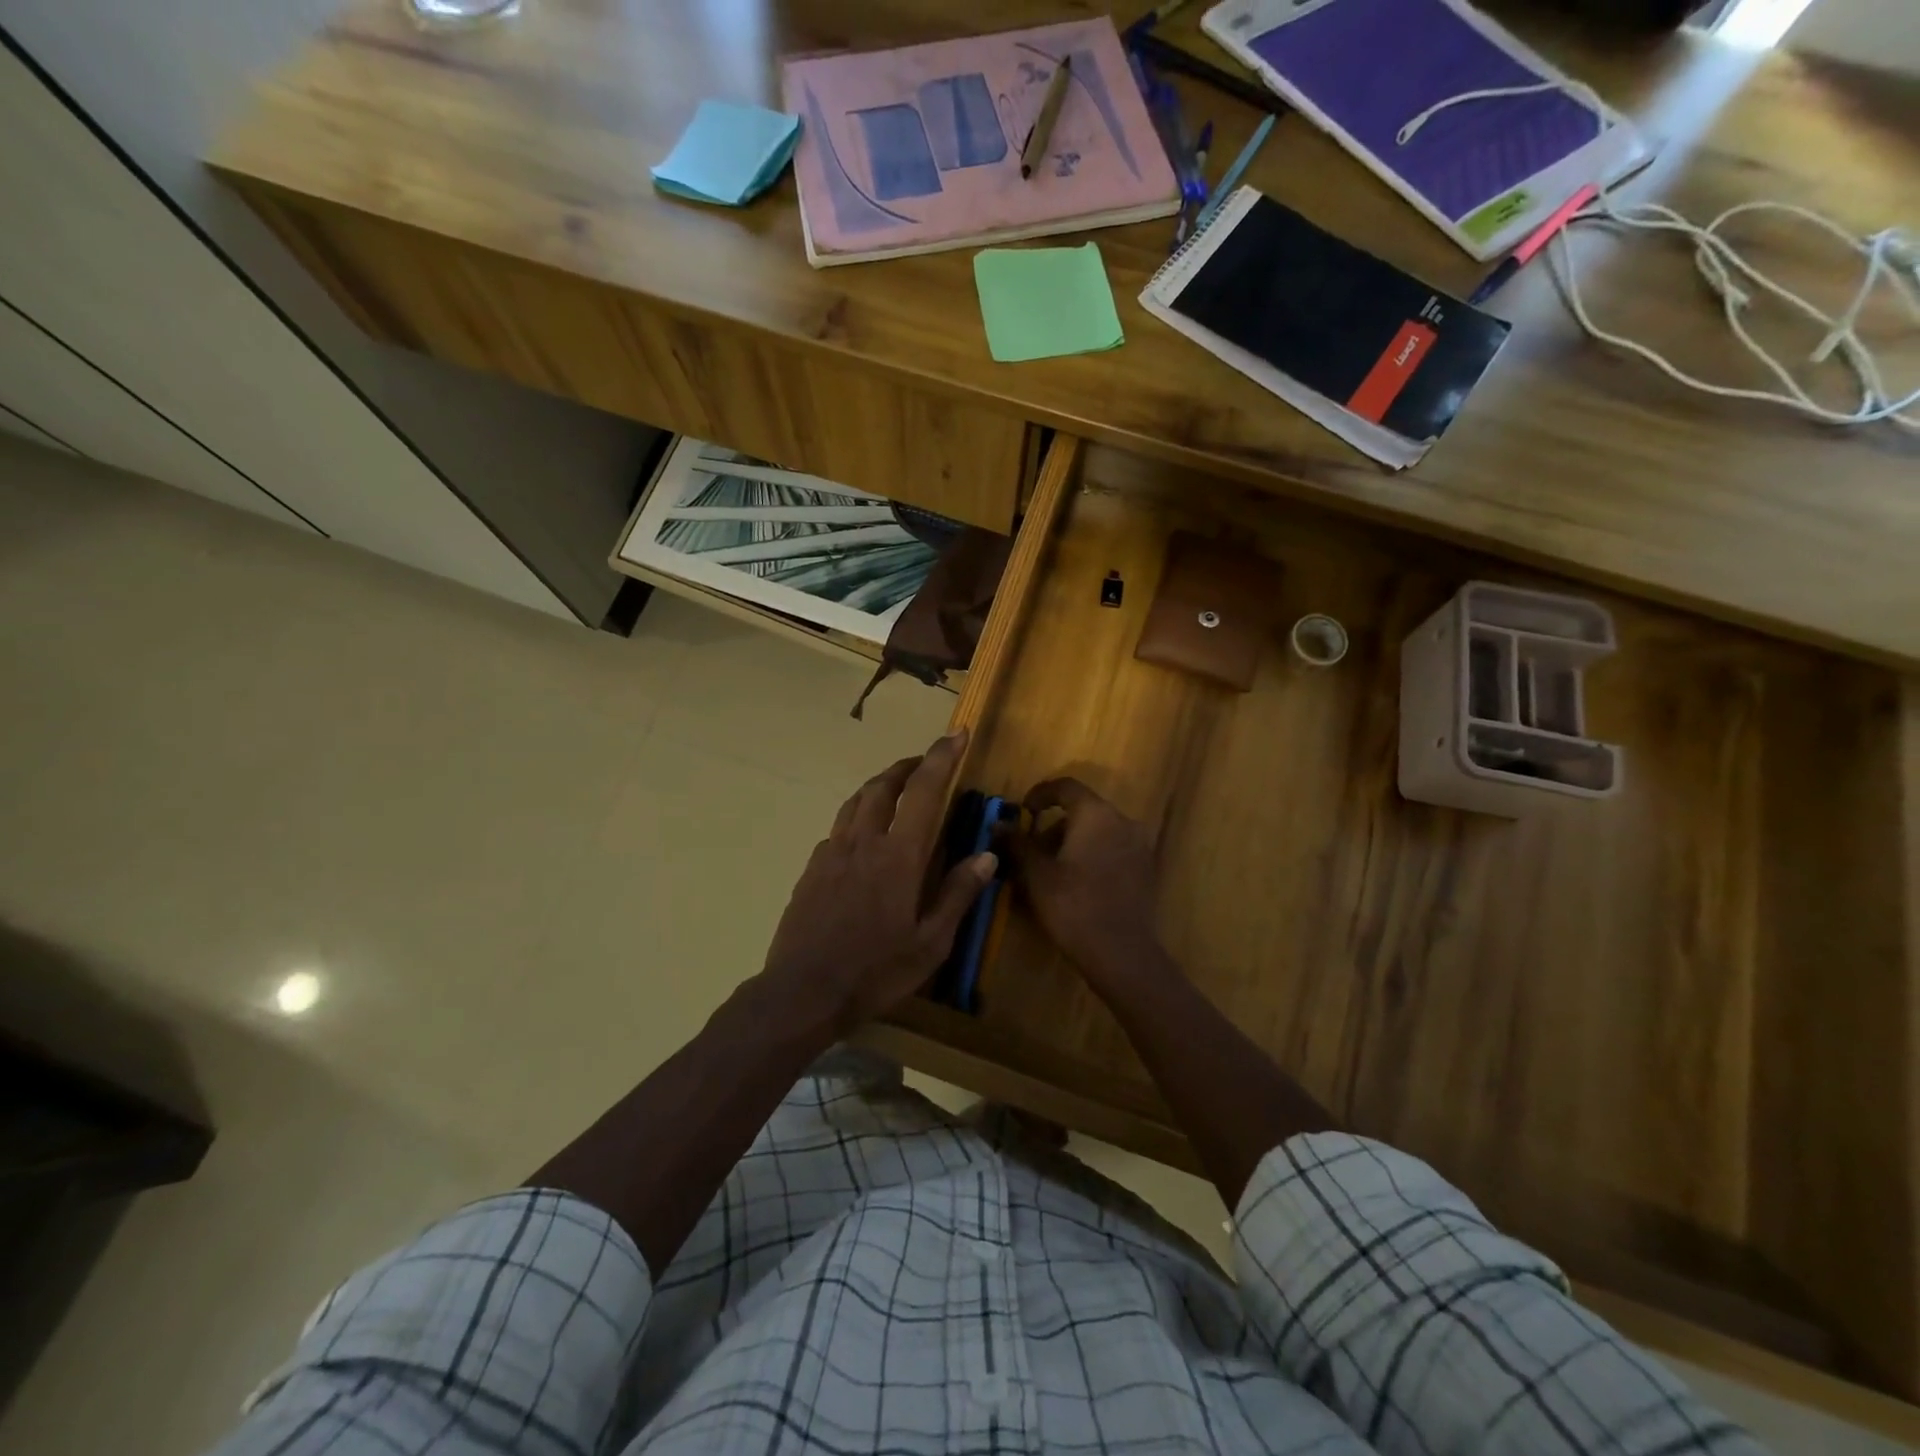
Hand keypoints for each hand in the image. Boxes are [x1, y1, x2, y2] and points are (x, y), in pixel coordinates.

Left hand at [761, 731, 995, 1033]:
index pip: (924, 790)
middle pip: (884, 785)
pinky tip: (862, 837)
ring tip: (895, 787)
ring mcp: (831, 853)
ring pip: (856, 801)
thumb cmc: (875, 971)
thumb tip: (986, 855)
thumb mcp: (930, 943)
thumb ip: (957, 894)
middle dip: (907, 765)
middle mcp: (863, 841)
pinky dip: (857, 817)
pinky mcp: (811, 869)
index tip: (957, 733)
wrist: (802, 991)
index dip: (942, 757)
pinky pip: (838, 828)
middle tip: (925, 762)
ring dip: (879, 785)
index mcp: (897, 855)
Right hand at [1008, 778, 1166, 990]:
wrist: (1121, 954)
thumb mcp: (1037, 874)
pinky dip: (1092, 856)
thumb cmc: (1073, 906)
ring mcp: (1139, 846)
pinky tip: (1075, 884)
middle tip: (1031, 851)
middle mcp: (1123, 821)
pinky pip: (1113, 850)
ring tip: (1049, 871)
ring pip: (1098, 832)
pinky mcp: (1146, 870)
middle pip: (1083, 811)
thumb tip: (998, 825)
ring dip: (1072, 842)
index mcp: (1096, 814)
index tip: (1023, 811)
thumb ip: (1018, 844)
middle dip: (1053, 826)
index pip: (1066, 787)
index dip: (1040, 794)